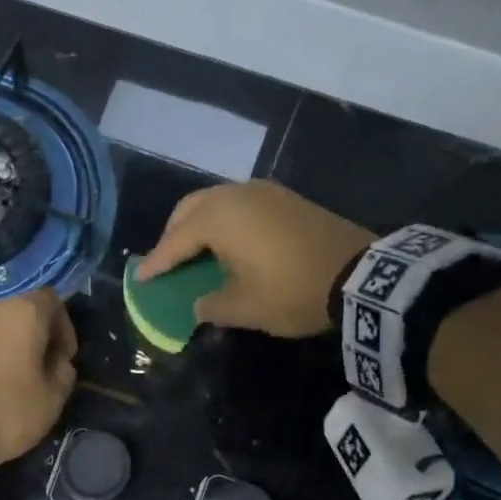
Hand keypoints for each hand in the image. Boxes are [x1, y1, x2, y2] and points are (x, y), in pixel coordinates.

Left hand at [0, 290, 77, 464]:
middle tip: (34, 374)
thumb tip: (59, 363)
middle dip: (31, 341)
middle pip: (20, 315)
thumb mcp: (49, 403)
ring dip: (1, 350)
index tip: (62, 359)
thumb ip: (63, 376)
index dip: (64, 328)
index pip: (53, 302)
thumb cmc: (1, 408)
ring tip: (1, 384)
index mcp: (24, 313)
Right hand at [134, 181, 373, 337]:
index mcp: (219, 218)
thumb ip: (211, 305)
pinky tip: (228, 244)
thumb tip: (200, 304)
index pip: (175, 241)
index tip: (141, 278)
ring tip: (194, 253)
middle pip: (191, 209)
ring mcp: (265, 192)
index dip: (156, 262)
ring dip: (199, 225)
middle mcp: (236, 195)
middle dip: (173, 234)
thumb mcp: (244, 308)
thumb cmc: (291, 291)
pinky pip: (241, 205)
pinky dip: (225, 222)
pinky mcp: (286, 198)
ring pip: (216, 202)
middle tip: (166, 261)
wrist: (359, 276)